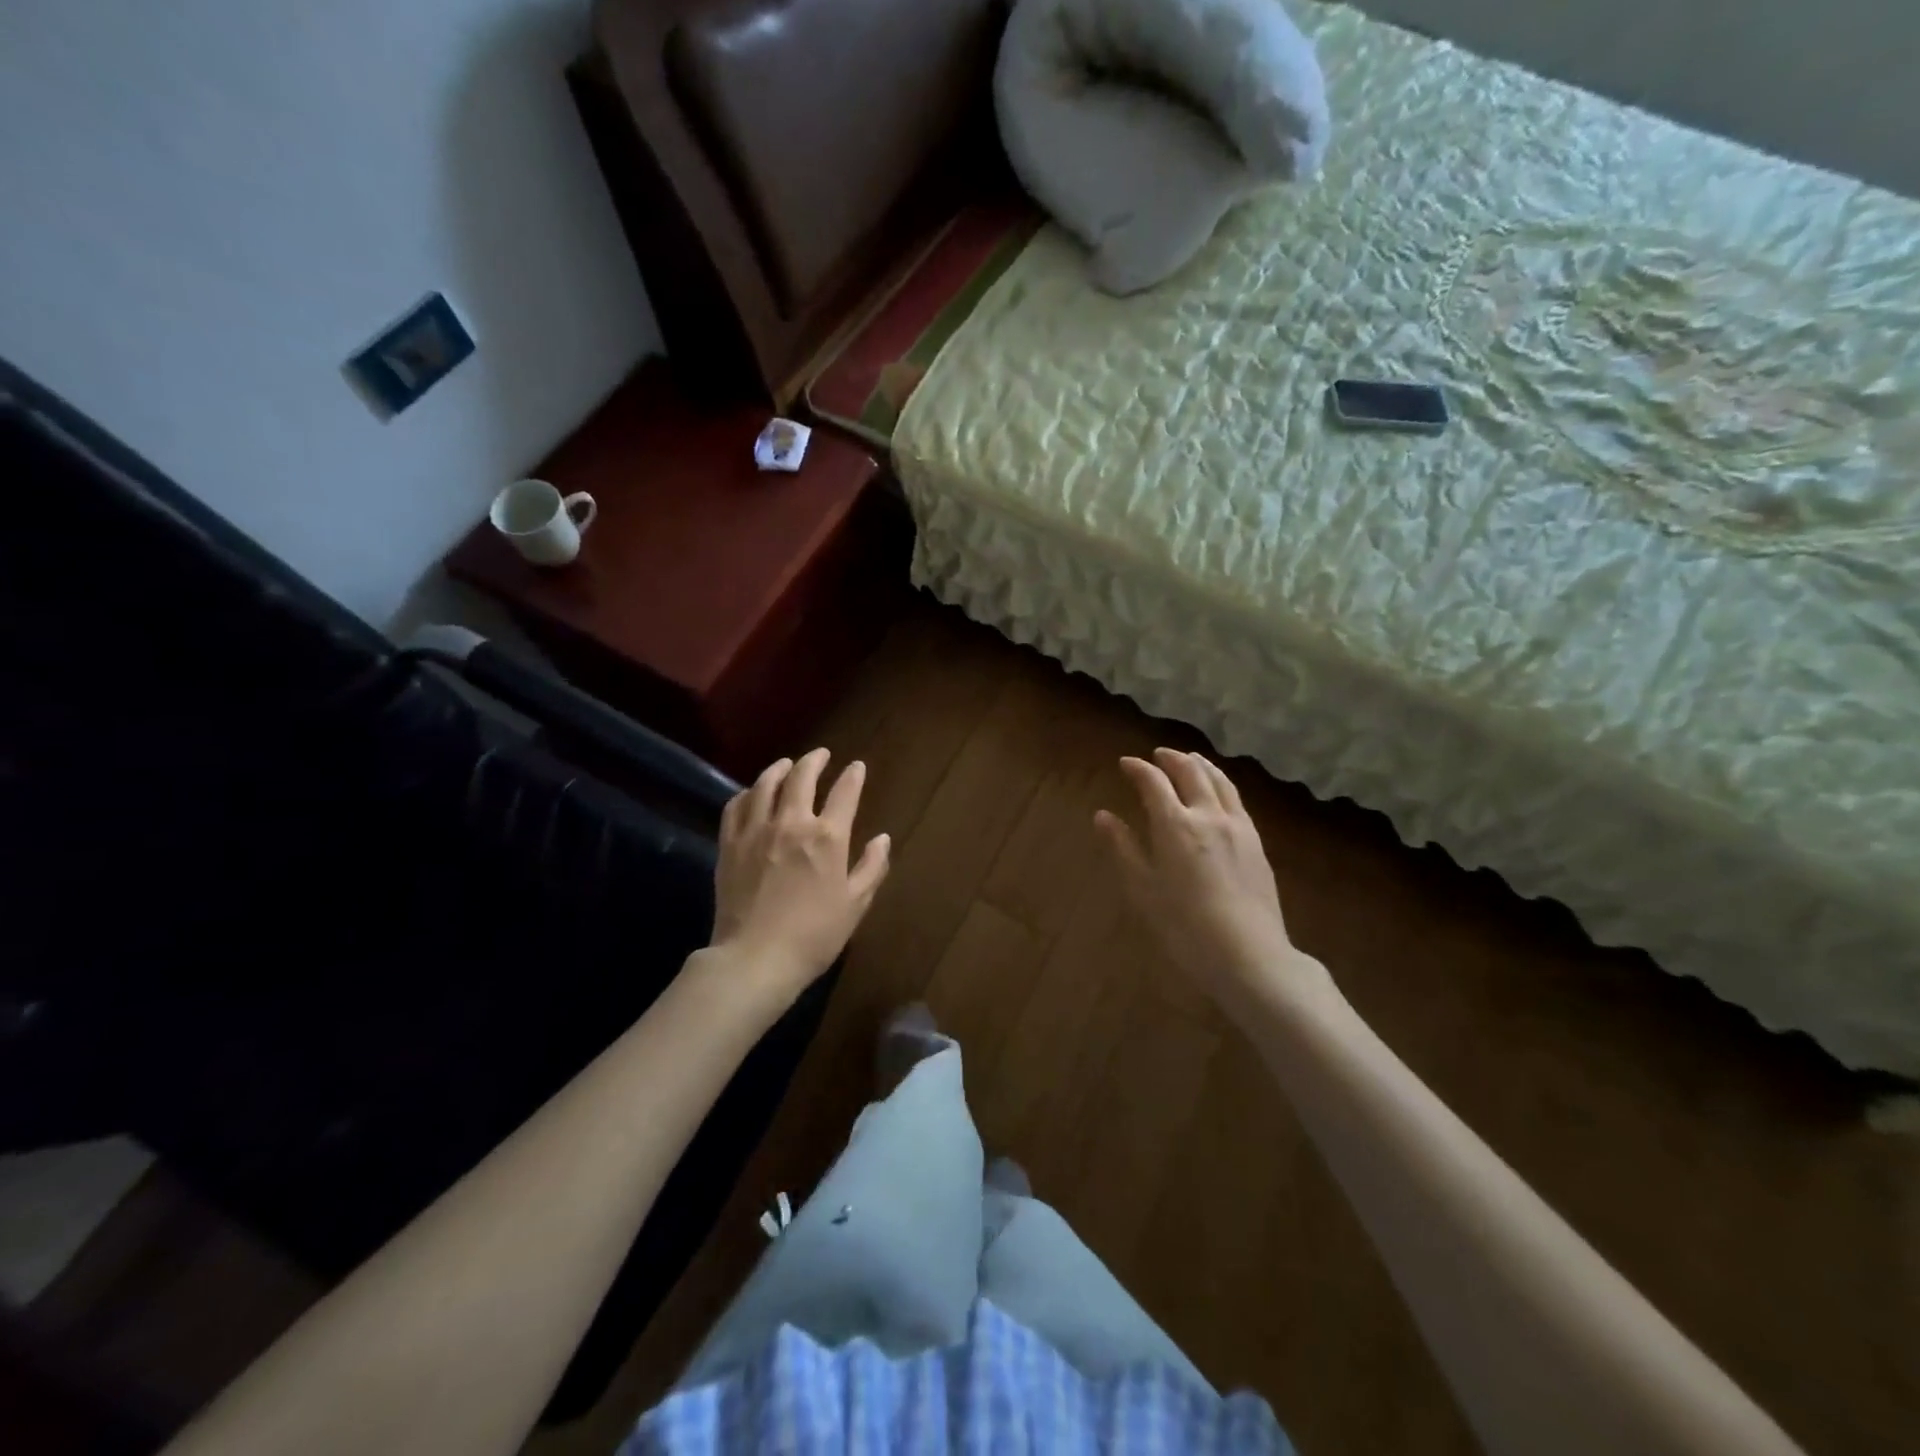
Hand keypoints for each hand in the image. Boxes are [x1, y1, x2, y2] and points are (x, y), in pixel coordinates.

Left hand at [710, 748, 890, 1003]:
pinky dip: (747, 793)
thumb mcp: (855, 904)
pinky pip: (736, 806)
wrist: (755, 958)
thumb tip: (882, 839)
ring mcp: (756, 830)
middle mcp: (791, 823)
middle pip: (802, 777)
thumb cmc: (814, 935)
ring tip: (786, 765)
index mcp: (827, 837)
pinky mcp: (730, 844)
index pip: (845, 793)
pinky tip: (752, 794)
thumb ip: (872, 867)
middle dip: (815, 760)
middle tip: (821, 755)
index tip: (856, 767)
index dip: (853, 776)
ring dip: (779, 769)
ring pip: (765, 784)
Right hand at [1095, 748, 1336, 1016]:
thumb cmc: (1184, 926)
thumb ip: (1123, 847)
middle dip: (1171, 759)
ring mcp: (1238, 826)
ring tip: (1190, 759)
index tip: (1125, 763)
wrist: (1249, 955)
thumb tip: (1103, 815)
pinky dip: (1222, 783)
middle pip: (1191, 772)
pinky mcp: (1256, 842)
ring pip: (1220, 780)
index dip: (1138, 768)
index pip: (1154, 782)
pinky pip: (1237, 799)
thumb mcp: (1143, 889)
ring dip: (1200, 764)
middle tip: (1157, 755)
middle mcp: (1208, 815)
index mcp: (1175, 824)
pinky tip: (1219, 792)